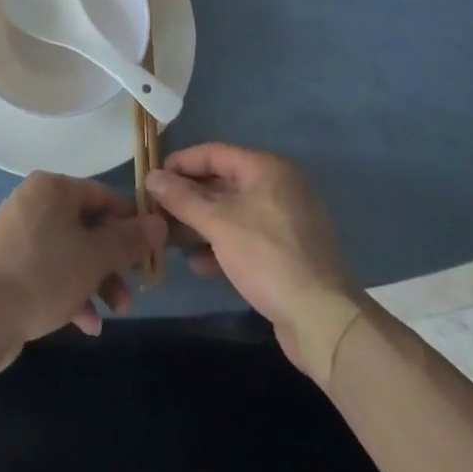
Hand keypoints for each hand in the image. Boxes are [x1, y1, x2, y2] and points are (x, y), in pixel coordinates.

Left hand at [0, 173, 167, 365]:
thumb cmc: (45, 274)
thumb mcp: (96, 257)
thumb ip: (129, 241)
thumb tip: (158, 224)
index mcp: (51, 188)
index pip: (102, 196)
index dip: (130, 223)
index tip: (150, 250)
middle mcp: (32, 202)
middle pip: (86, 227)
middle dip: (112, 262)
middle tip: (132, 289)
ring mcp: (17, 234)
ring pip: (69, 252)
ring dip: (96, 281)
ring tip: (114, 312)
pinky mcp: (8, 264)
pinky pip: (48, 271)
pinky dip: (69, 292)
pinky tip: (86, 324)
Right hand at [146, 144, 361, 379]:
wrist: (321, 318)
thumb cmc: (266, 256)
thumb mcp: (217, 223)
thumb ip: (182, 198)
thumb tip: (151, 176)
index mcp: (266, 168)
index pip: (213, 153)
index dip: (180, 163)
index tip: (152, 178)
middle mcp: (278, 186)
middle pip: (222, 183)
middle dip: (188, 198)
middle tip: (156, 211)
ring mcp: (284, 220)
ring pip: (232, 212)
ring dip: (200, 224)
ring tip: (169, 239)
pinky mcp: (287, 251)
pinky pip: (246, 237)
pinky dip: (222, 245)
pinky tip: (198, 264)